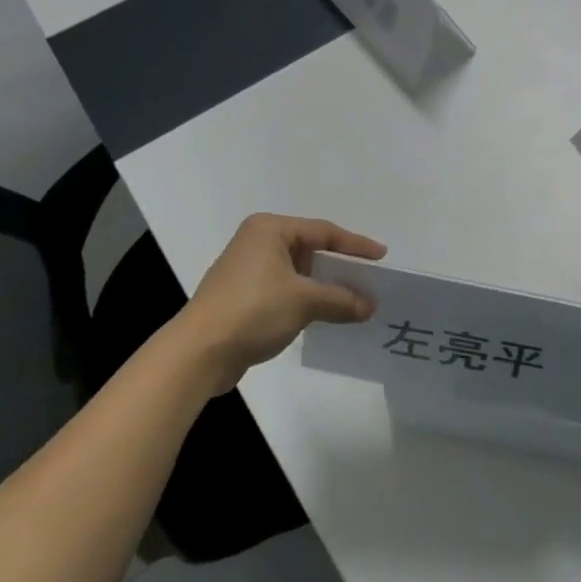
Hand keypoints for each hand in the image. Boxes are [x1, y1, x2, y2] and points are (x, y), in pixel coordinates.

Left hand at [171, 214, 386, 393]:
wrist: (199, 352)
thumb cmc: (253, 310)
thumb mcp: (304, 301)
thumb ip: (341, 299)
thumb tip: (370, 305)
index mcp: (269, 229)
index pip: (323, 231)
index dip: (355, 245)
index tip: (381, 256)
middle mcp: (257, 241)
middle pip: (310, 249)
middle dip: (339, 267)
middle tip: (369, 279)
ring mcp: (247, 269)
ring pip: (298, 271)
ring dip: (323, 286)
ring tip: (352, 299)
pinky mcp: (243, 295)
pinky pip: (285, 289)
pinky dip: (306, 298)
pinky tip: (324, 314)